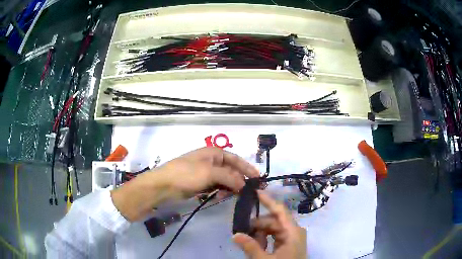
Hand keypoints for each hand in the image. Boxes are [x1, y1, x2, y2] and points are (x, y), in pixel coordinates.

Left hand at [111, 147, 259, 220]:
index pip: (235, 159)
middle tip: (249, 191)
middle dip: (239, 179)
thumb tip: (244, 184)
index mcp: (213, 152)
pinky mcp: (199, 183)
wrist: (163, 186)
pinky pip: (215, 186)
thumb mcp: (210, 173)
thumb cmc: (186, 174)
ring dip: (230, 187)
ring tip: (236, 195)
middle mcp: (210, 161)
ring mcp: (204, 173)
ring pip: (223, 179)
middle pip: (230, 170)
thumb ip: (230, 177)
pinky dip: (220, 191)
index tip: (258, 178)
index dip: (247, 167)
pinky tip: (222, 197)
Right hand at [233, 190, 306, 258]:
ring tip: (250, 243)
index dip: (268, 200)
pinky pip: (275, 237)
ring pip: (273, 229)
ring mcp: (292, 238)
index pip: (280, 210)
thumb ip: (250, 247)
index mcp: (293, 231)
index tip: (255, 191)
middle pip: (273, 221)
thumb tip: (235, 235)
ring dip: (260, 234)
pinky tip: (258, 246)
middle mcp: (294, 231)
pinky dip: (265, 239)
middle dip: (257, 225)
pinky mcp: (289, 244)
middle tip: (242, 233)